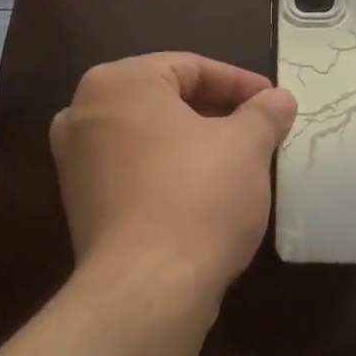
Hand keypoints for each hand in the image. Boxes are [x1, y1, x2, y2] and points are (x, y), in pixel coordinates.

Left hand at [51, 53, 295, 297]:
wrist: (147, 287)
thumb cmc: (199, 199)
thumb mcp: (246, 147)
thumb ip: (264, 114)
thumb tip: (279, 99)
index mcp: (119, 83)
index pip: (190, 67)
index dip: (240, 83)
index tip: (275, 103)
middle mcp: (83, 113)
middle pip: (165, 100)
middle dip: (217, 113)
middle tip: (260, 131)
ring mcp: (76, 161)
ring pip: (149, 137)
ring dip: (194, 144)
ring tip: (238, 162)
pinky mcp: (82, 204)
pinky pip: (134, 171)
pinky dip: (169, 172)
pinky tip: (204, 194)